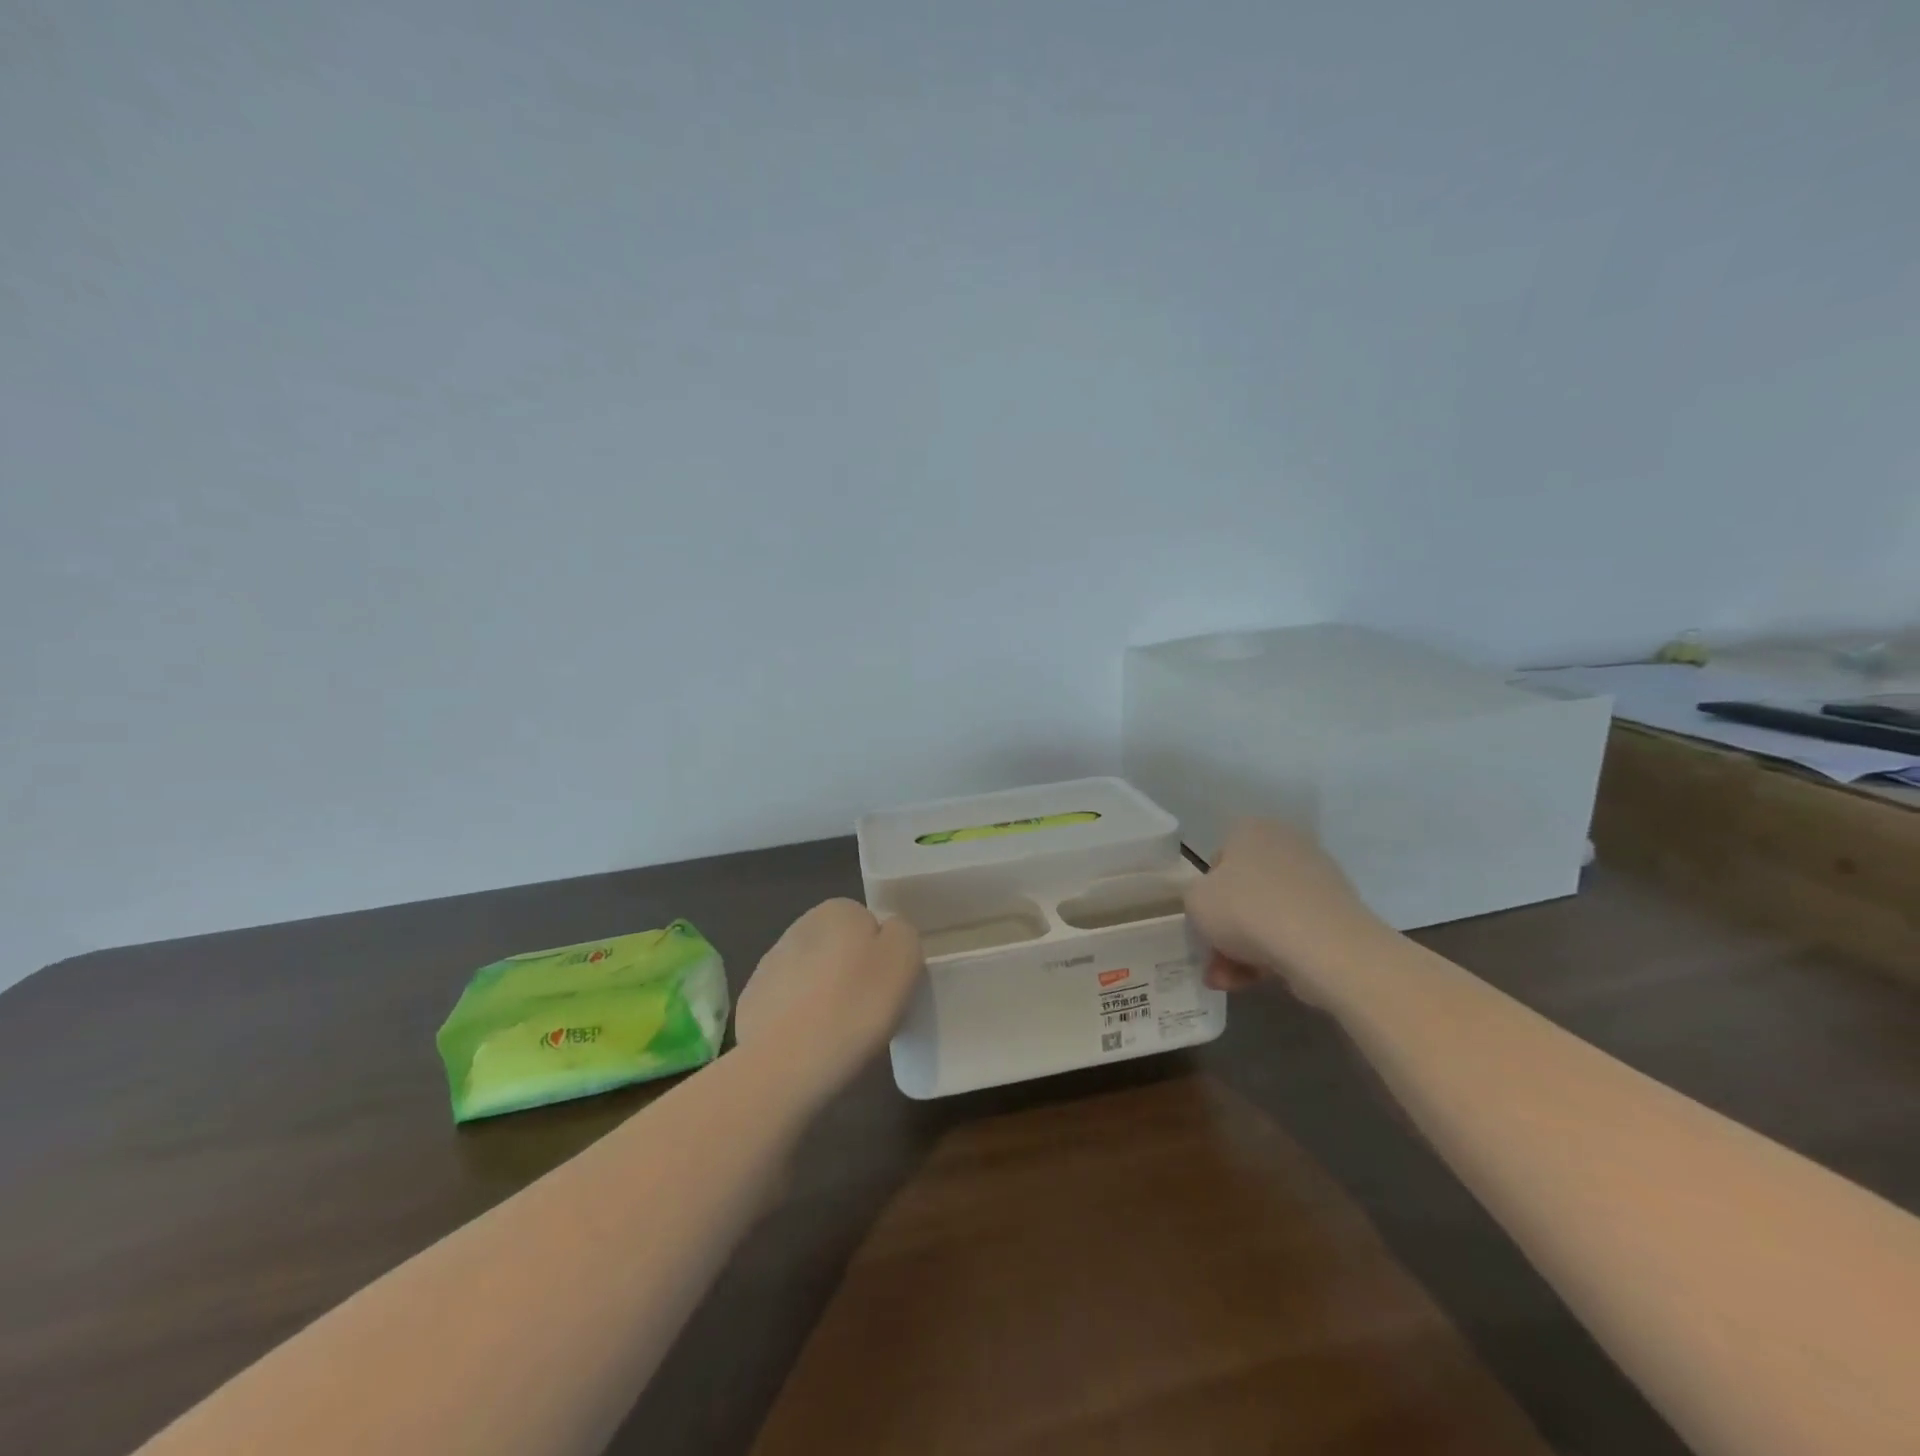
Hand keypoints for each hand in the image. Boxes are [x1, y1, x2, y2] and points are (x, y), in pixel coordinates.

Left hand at [734, 899, 922, 1099]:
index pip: (870, 925)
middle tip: (869, 1013)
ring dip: (827, 997)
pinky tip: (809, 1045)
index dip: (883, 957)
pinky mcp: (753, 1002)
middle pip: (841, 949)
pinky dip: (801, 1021)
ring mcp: (770, 965)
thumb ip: (901, 933)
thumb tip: (886, 934)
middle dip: (854, 975)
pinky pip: (790, 1006)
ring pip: (814, 977)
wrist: (785, 1064)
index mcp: (838, 910)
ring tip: (839, 1035)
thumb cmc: (855, 1005)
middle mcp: (800, 927)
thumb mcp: (904, 958)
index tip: (888, 989)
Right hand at [1184, 819, 1387, 1002]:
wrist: (1324, 948)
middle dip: (1225, 932)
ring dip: (1243, 950)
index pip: (1218, 861)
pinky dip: (1274, 955)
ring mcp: (1317, 880)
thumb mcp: (1195, 900)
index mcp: (1251, 830)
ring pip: (1267, 916)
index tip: (1203, 924)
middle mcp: (1287, 845)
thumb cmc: (1247, 910)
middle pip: (1243, 893)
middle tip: (1213, 963)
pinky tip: (1257, 982)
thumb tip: (1214, 905)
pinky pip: (1294, 932)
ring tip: (1230, 982)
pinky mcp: (1337, 914)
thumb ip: (1195, 898)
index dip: (1206, 896)